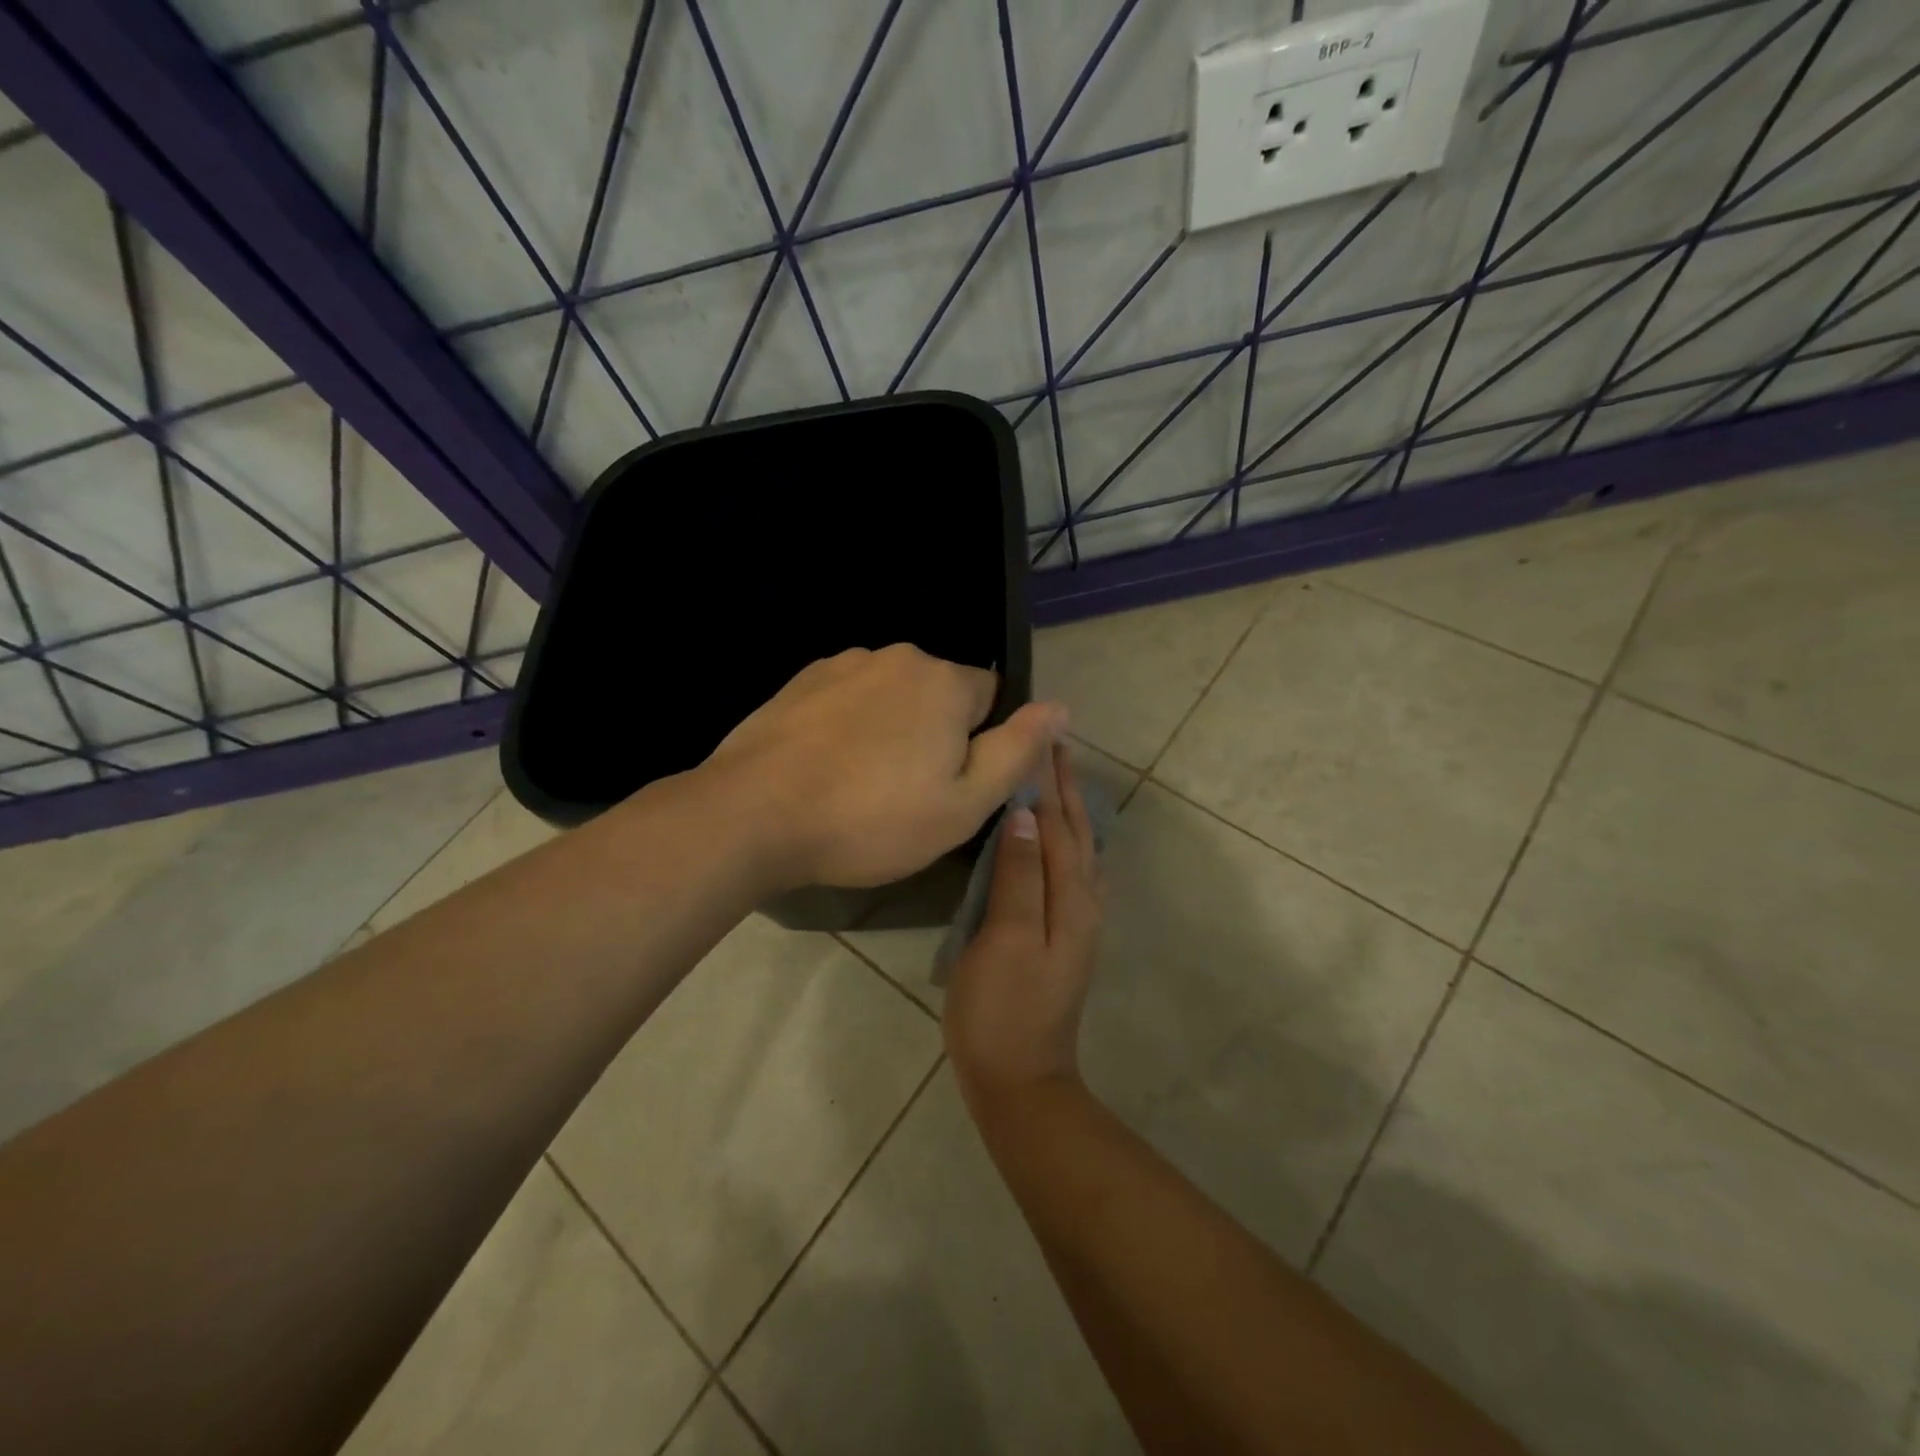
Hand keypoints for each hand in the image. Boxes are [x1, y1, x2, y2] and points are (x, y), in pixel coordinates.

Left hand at [700, 644, 1065, 890]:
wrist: (754, 815)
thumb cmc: (872, 818)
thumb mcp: (963, 804)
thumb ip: (1018, 751)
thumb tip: (1061, 707)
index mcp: (944, 680)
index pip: (992, 696)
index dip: (981, 743)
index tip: (951, 784)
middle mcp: (897, 656)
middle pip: (940, 694)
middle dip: (936, 734)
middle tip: (907, 794)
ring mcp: (843, 663)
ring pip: (891, 696)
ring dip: (890, 729)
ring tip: (860, 785)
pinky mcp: (801, 680)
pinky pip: (848, 699)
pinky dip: (849, 726)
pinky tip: (826, 768)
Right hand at [944, 743, 1102, 1111]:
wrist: (1020, 1080)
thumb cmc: (1003, 1008)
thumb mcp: (1006, 938)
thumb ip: (1020, 874)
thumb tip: (1027, 814)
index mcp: (1070, 898)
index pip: (1058, 824)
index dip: (1047, 781)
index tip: (1039, 737)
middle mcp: (1082, 903)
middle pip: (1077, 832)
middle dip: (1066, 787)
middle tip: (1054, 744)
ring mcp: (1076, 923)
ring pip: (1079, 851)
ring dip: (1069, 810)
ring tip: (1057, 779)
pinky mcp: (1062, 938)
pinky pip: (1072, 873)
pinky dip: (1068, 844)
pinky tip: (1060, 843)